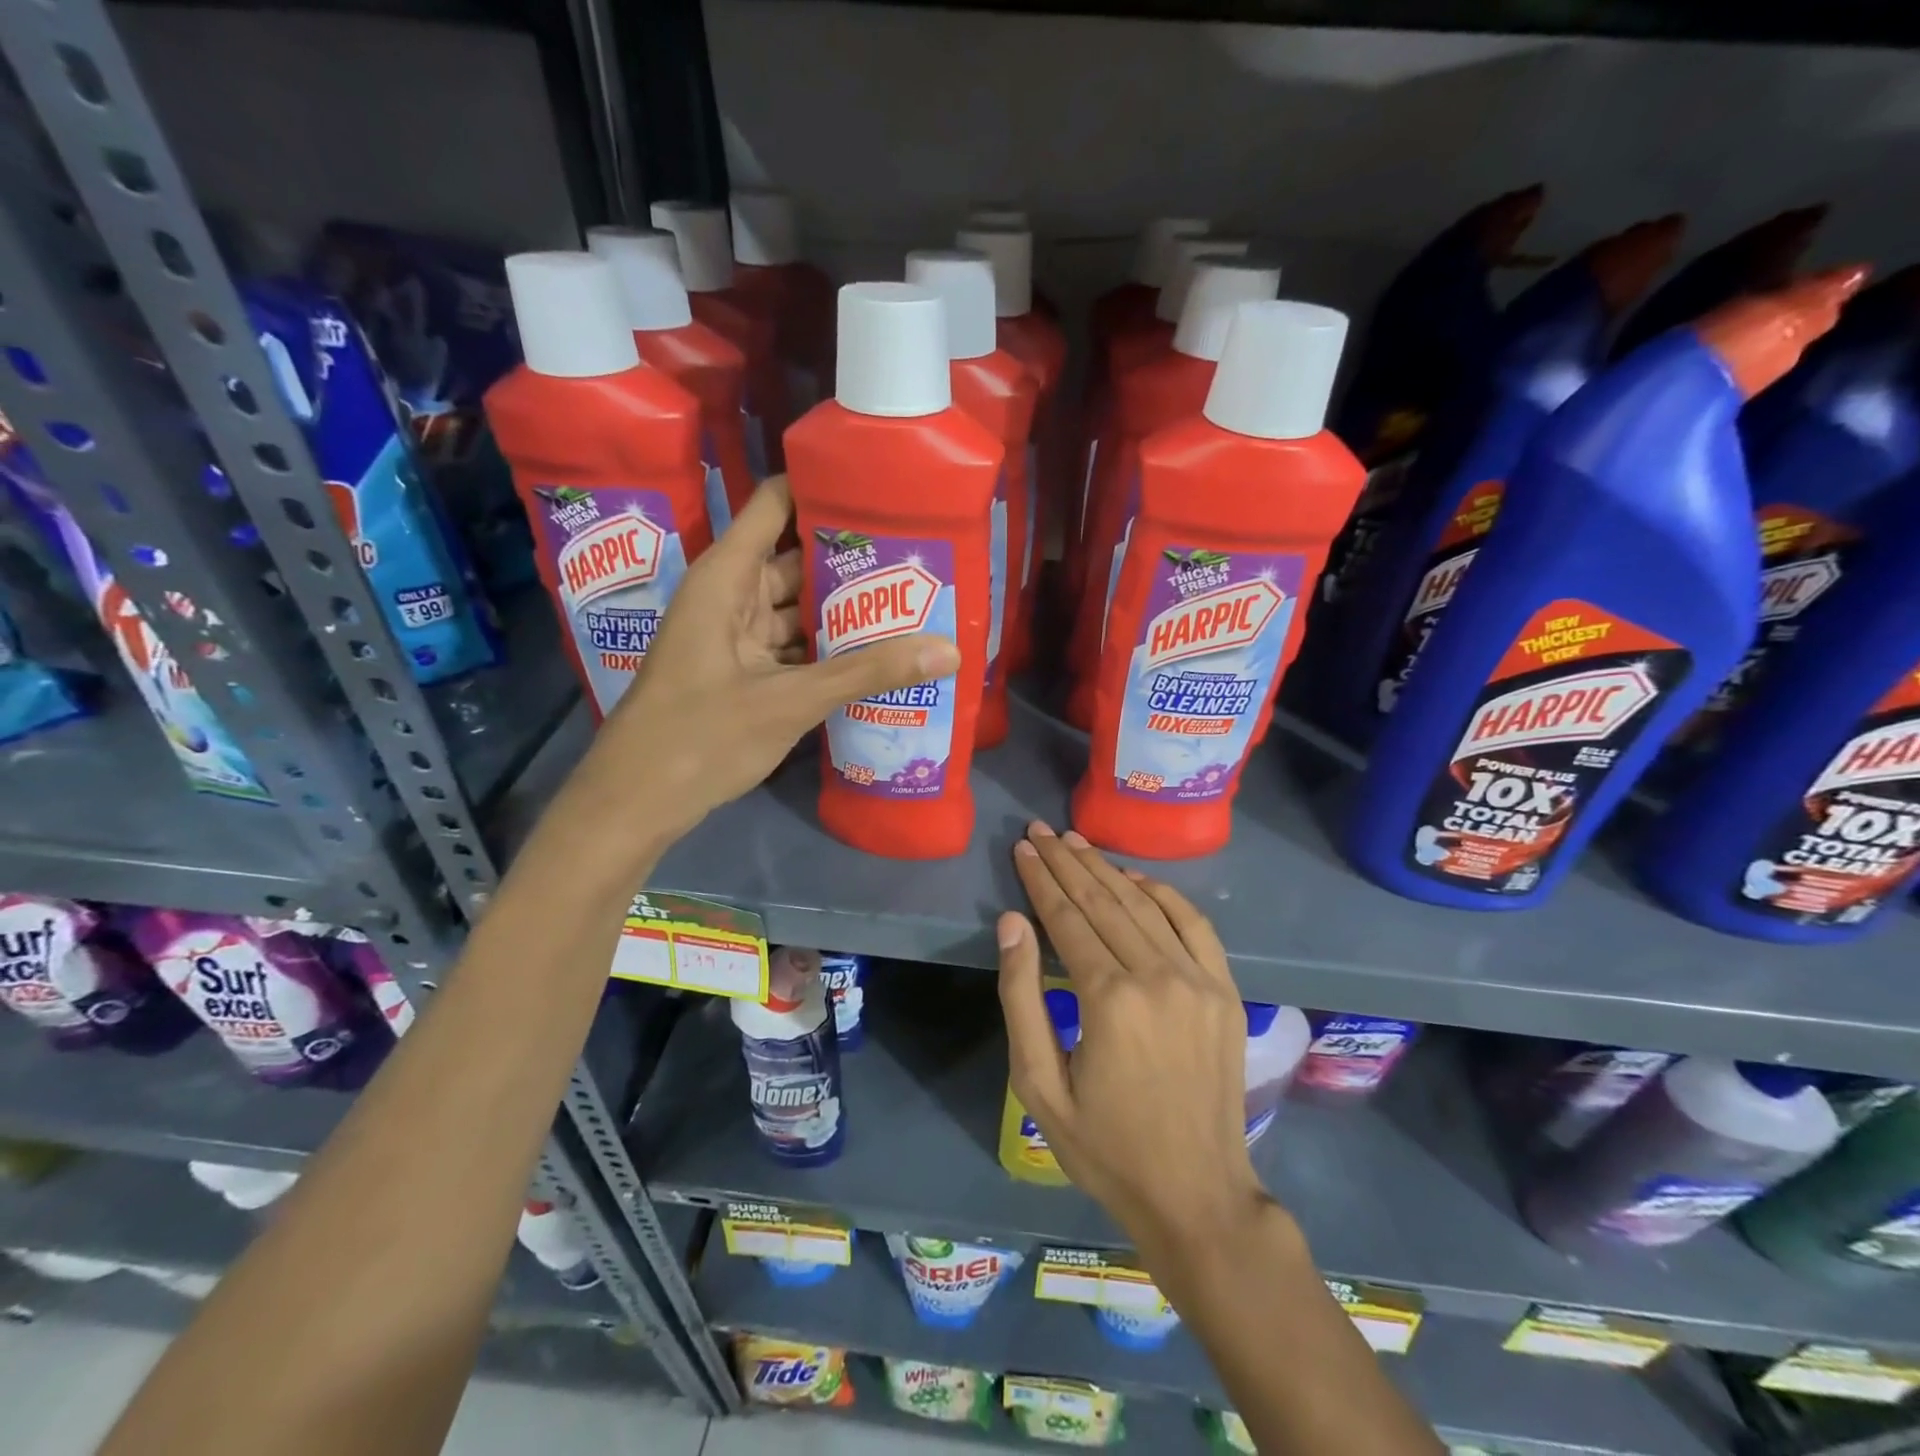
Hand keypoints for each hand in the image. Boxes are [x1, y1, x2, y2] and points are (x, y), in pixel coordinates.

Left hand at [572, 476, 960, 849]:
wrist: (637, 801)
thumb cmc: (701, 736)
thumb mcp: (791, 701)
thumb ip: (868, 673)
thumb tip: (949, 651)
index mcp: (727, 577)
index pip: (776, 505)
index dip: (823, 487)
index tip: (883, 487)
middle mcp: (732, 596)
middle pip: (798, 558)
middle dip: (853, 557)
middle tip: (919, 552)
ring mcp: (738, 637)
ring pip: (799, 607)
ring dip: (845, 608)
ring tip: (913, 598)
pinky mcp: (746, 672)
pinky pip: (795, 645)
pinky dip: (829, 648)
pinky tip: (878, 652)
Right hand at [998, 822, 1269, 1253]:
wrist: (1198, 1196)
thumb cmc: (1106, 1147)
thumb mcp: (1039, 1085)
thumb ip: (1021, 997)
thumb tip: (1011, 922)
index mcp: (1108, 999)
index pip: (1066, 918)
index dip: (1041, 880)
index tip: (1022, 848)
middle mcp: (1157, 976)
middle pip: (1103, 901)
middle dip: (1067, 862)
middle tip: (1041, 831)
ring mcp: (1198, 980)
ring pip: (1144, 905)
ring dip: (1107, 868)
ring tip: (1076, 842)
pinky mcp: (1225, 990)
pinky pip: (1193, 924)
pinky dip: (1164, 893)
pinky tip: (1136, 877)